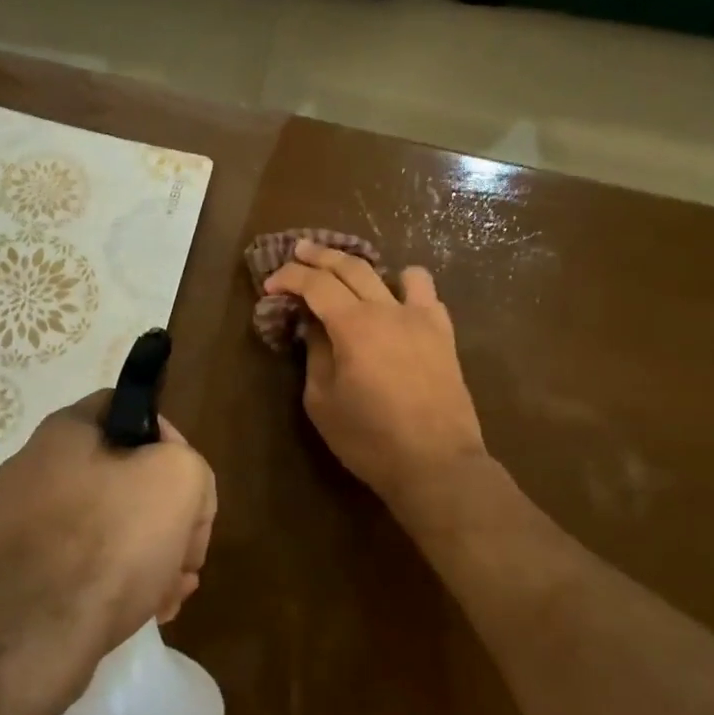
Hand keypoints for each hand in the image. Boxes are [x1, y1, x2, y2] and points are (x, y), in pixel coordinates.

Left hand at [0, 393, 216, 682]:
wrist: (33, 643)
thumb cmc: (110, 544)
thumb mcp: (179, 480)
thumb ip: (190, 464)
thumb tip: (174, 485)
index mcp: (62, 432)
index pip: (127, 408)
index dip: (169, 439)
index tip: (188, 483)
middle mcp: (32, 468)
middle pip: (122, 474)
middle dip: (166, 512)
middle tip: (188, 550)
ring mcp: (19, 523)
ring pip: (105, 523)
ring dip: (149, 550)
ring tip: (174, 590)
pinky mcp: (18, 572)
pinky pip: (80, 561)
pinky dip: (117, 577)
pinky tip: (148, 608)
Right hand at [264, 240, 485, 507]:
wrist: (436, 464)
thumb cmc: (369, 439)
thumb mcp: (322, 401)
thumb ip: (315, 354)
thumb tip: (314, 327)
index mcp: (353, 325)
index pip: (315, 284)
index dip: (289, 277)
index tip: (270, 285)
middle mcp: (388, 310)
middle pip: (351, 266)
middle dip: (320, 255)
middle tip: (299, 251)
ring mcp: (421, 318)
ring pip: (395, 271)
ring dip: (367, 266)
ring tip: (351, 272)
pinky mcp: (443, 334)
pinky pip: (427, 294)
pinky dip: (407, 288)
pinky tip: (396, 302)